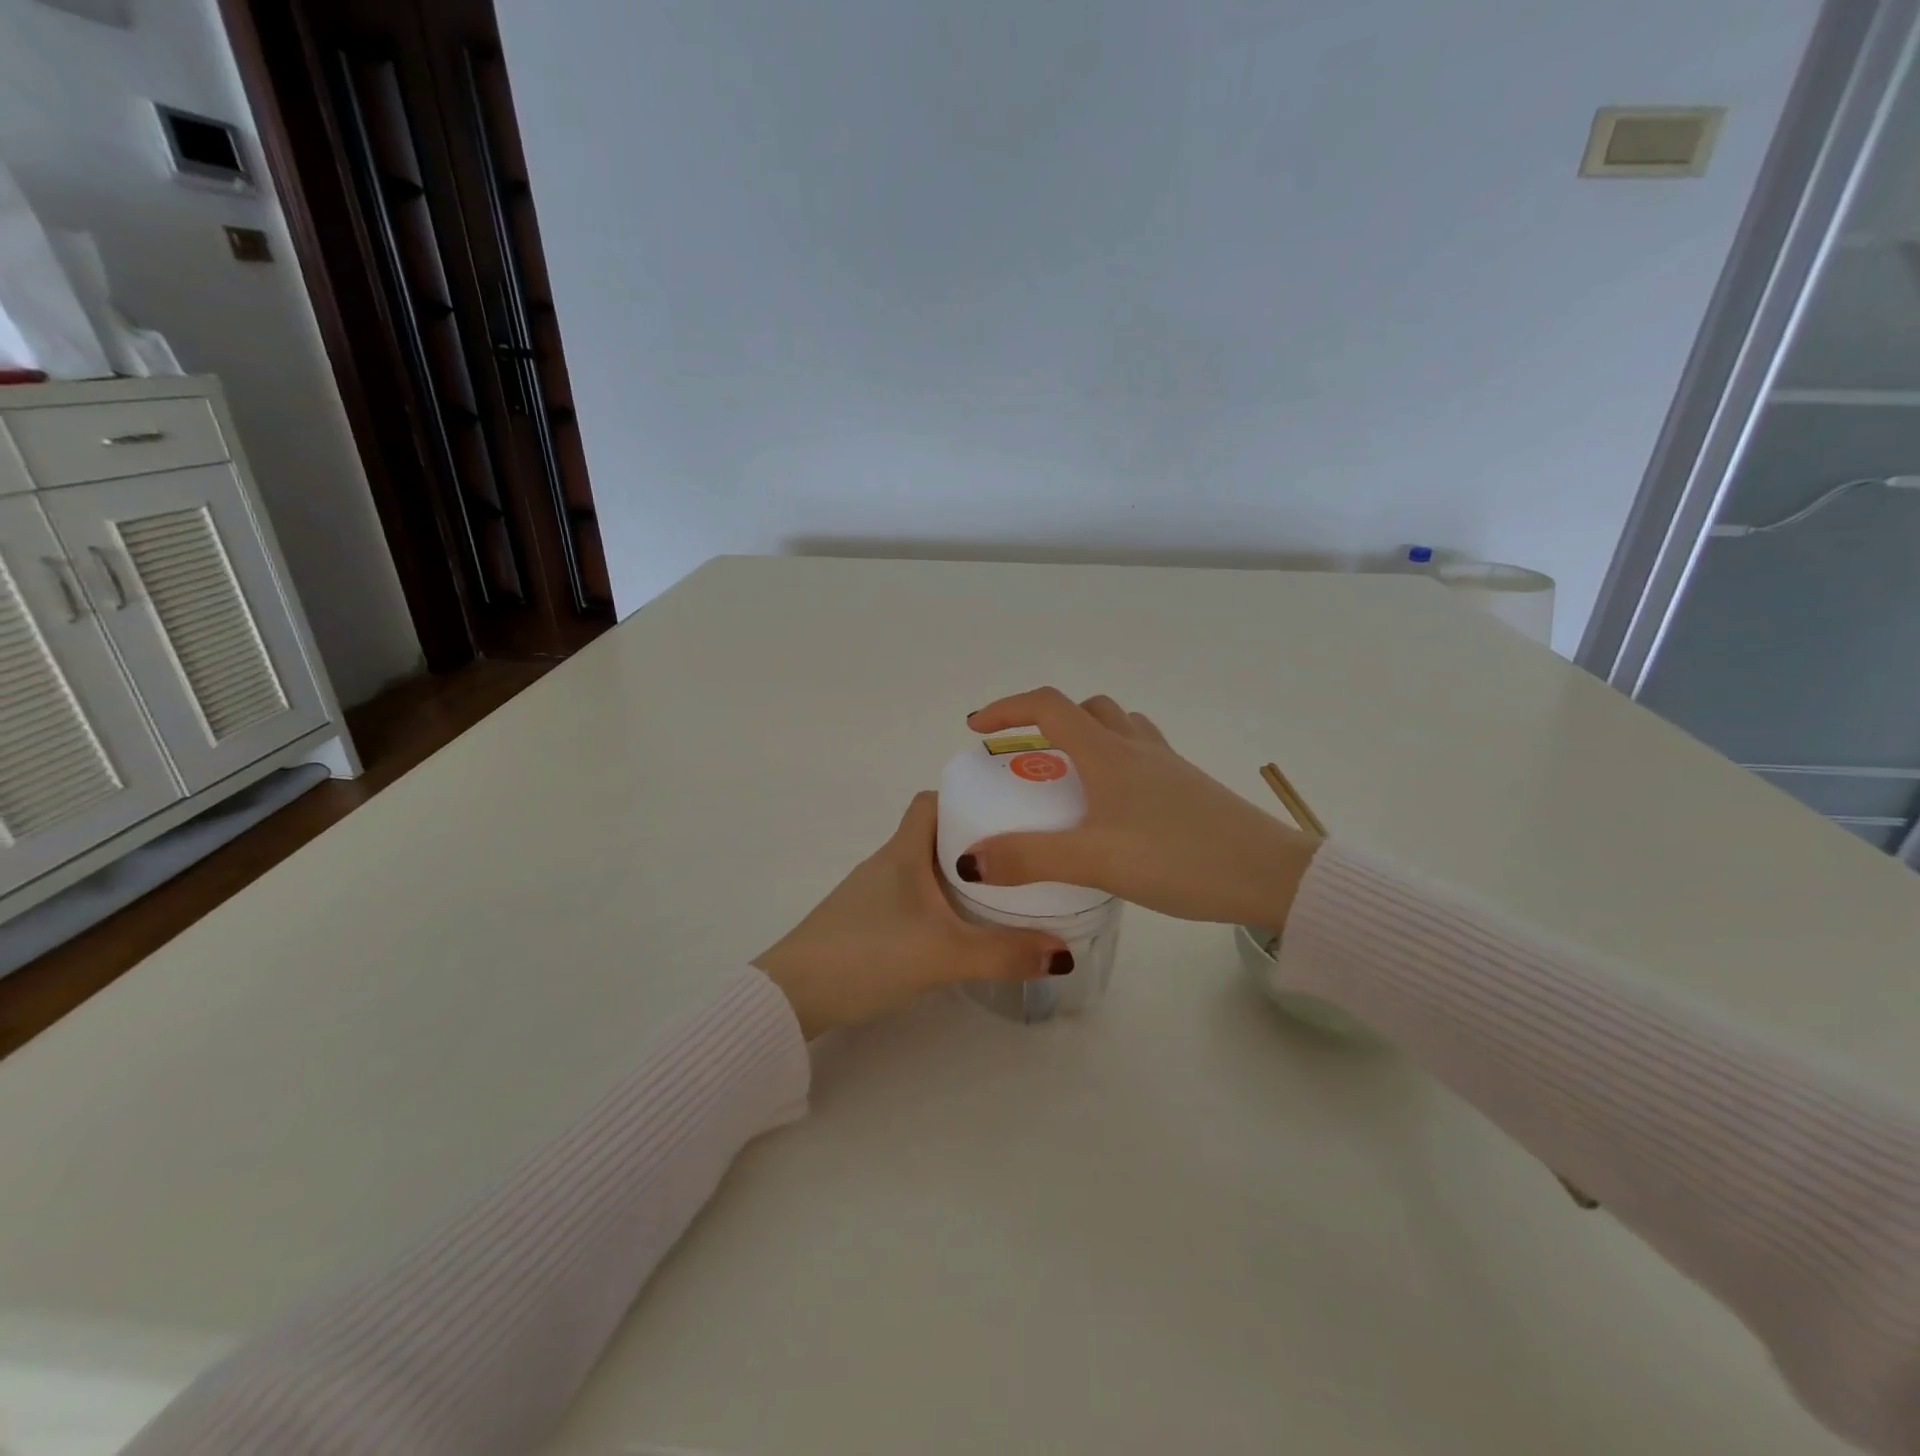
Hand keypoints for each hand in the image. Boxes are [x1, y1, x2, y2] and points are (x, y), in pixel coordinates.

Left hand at [752, 792, 1072, 1038]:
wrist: (792, 996)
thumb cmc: (867, 954)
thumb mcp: (943, 954)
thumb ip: (1003, 954)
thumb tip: (1063, 951)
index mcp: (903, 852)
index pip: (932, 801)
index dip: (966, 798)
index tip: (1006, 811)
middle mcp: (887, 864)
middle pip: (934, 834)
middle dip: (975, 840)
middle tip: (1018, 857)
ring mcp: (872, 894)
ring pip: (924, 869)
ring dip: (958, 875)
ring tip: (1001, 892)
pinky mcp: (866, 923)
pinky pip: (912, 898)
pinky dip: (939, 903)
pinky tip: (958, 930)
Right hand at [959, 687, 1320, 928]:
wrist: (1272, 875)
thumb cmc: (1180, 858)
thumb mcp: (1096, 861)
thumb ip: (1030, 859)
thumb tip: (970, 860)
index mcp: (1108, 754)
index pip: (1048, 706)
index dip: (1008, 708)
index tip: (978, 728)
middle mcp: (1137, 748)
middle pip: (1086, 709)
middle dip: (1047, 722)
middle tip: (1026, 757)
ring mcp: (1167, 765)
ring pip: (1117, 728)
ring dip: (1085, 737)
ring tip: (1067, 778)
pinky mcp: (1187, 787)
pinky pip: (1140, 755)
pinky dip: (1113, 762)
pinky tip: (1113, 807)